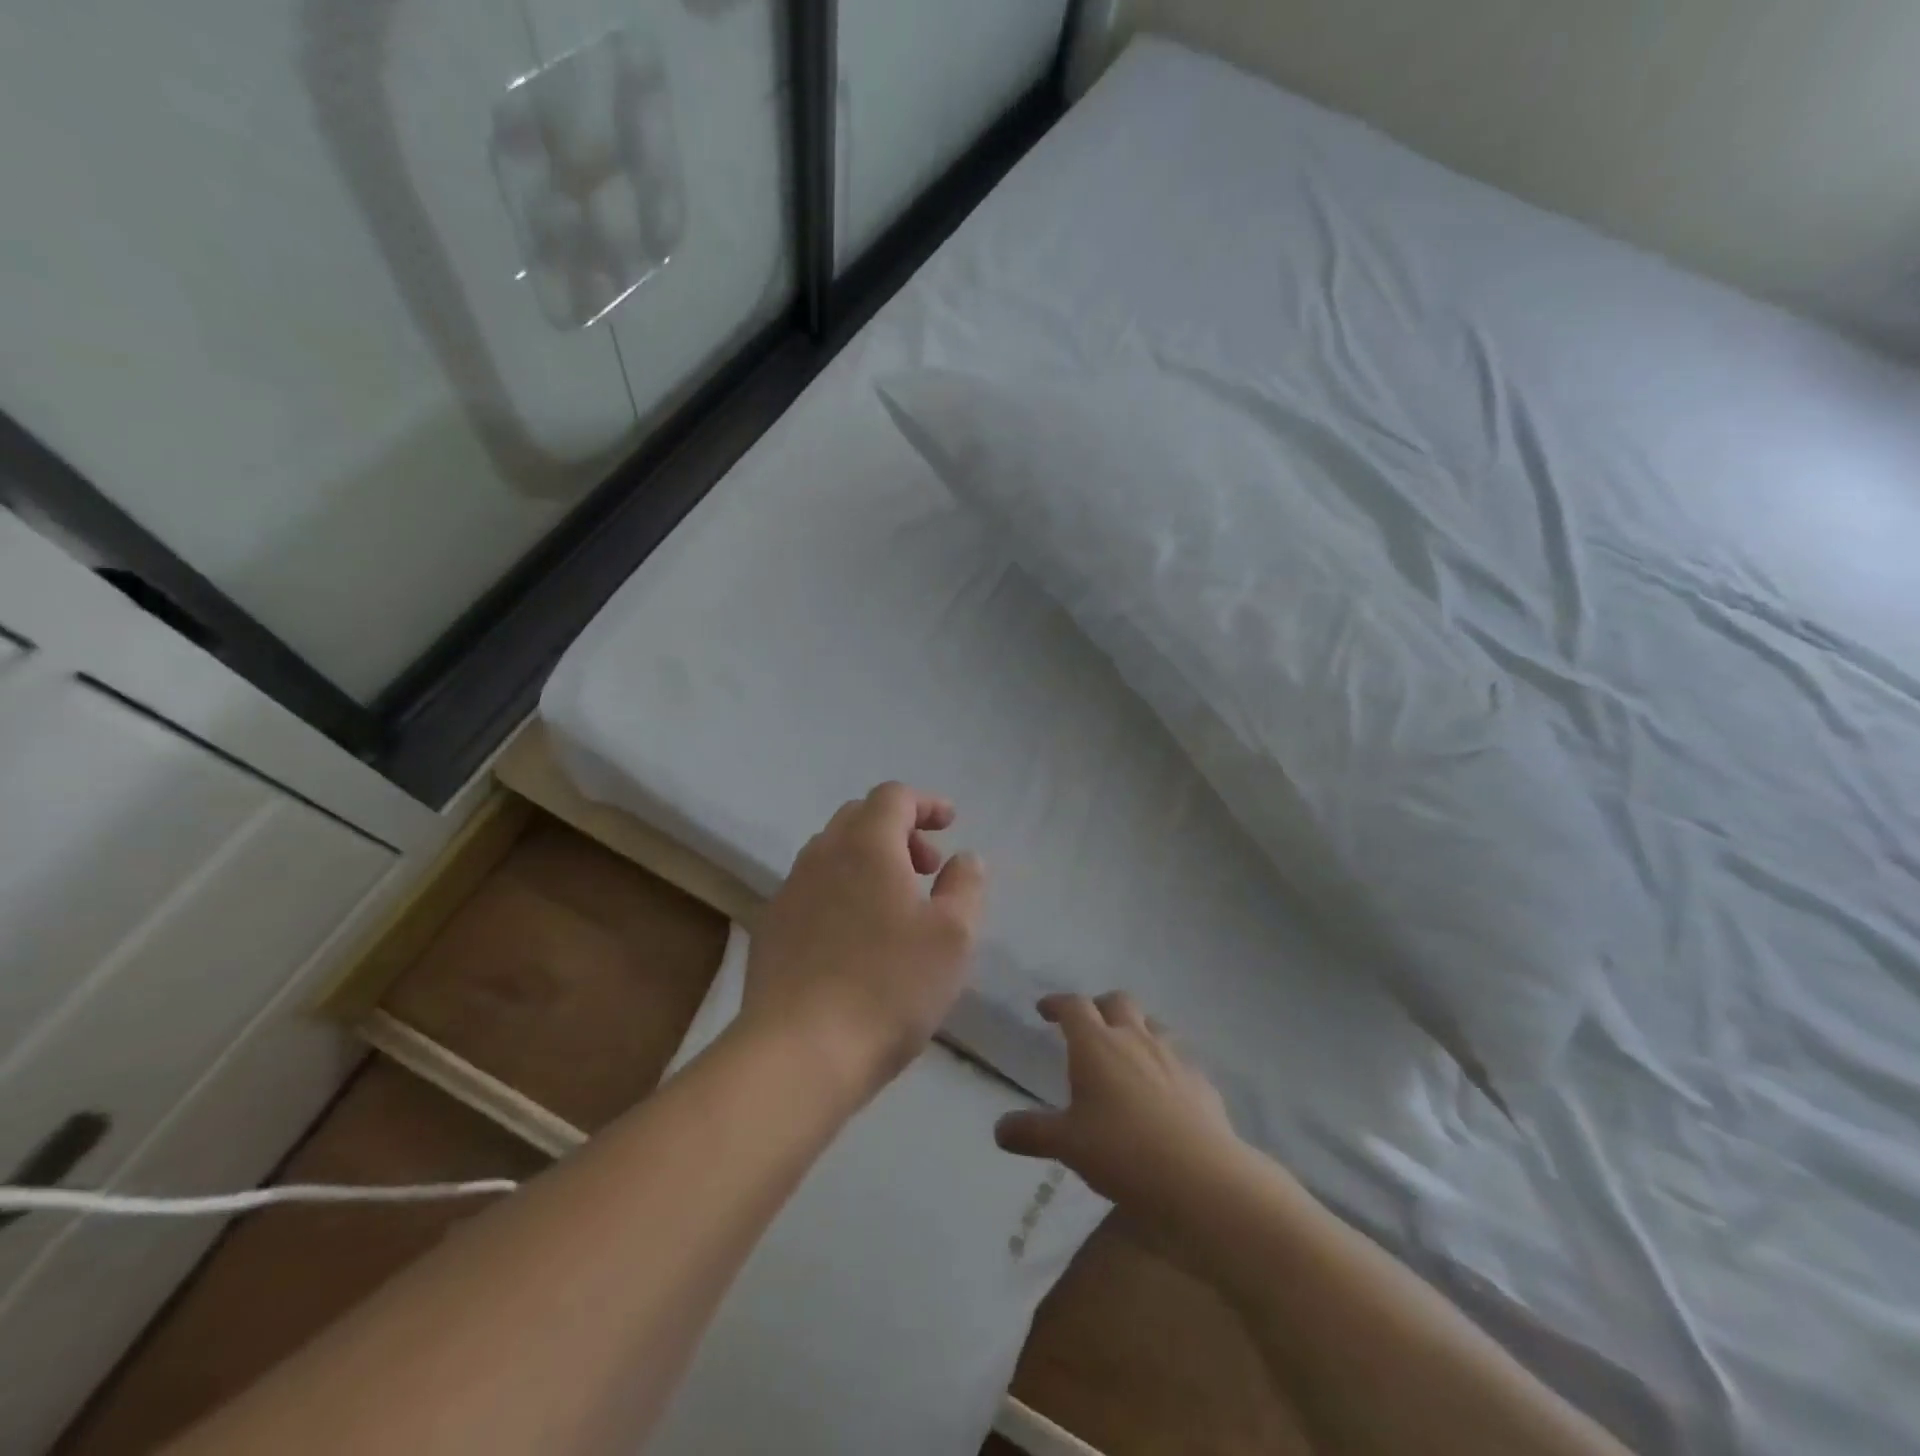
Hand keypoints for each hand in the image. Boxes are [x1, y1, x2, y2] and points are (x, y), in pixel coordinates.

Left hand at [742, 783, 985, 1101]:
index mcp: (866, 845)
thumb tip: (964, 858)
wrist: (798, 1052)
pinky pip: (813, 888)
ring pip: (833, 853)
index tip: (950, 824)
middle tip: (928, 867)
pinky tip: (858, 937)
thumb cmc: (888, 986)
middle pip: (860, 818)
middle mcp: (821, 855)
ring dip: (870, 860)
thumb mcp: (953, 936)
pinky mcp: (772, 928)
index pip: (894, 796)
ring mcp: (790, 891)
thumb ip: (965, 886)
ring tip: (897, 905)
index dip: (926, 803)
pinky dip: (843, 890)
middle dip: (899, 831)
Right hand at [994, 992, 1242, 1220]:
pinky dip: (1165, 1063)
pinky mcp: (1201, 1081)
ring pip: (1152, 1024)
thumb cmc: (1123, 1152)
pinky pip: (1179, 1058)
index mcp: (1096, 1044)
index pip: (1074, 1006)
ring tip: (1127, 1052)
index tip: (1045, 1009)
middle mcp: (1135, 1038)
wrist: (1201, 1178)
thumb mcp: (1068, 1145)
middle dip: (1099, 1006)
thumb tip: (998, 1129)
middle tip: (1087, 1025)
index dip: (1057, 1003)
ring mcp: (1173, 1056)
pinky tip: (1164, 1090)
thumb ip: (1032, 1132)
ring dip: (1136, 1029)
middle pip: (1117, 1002)